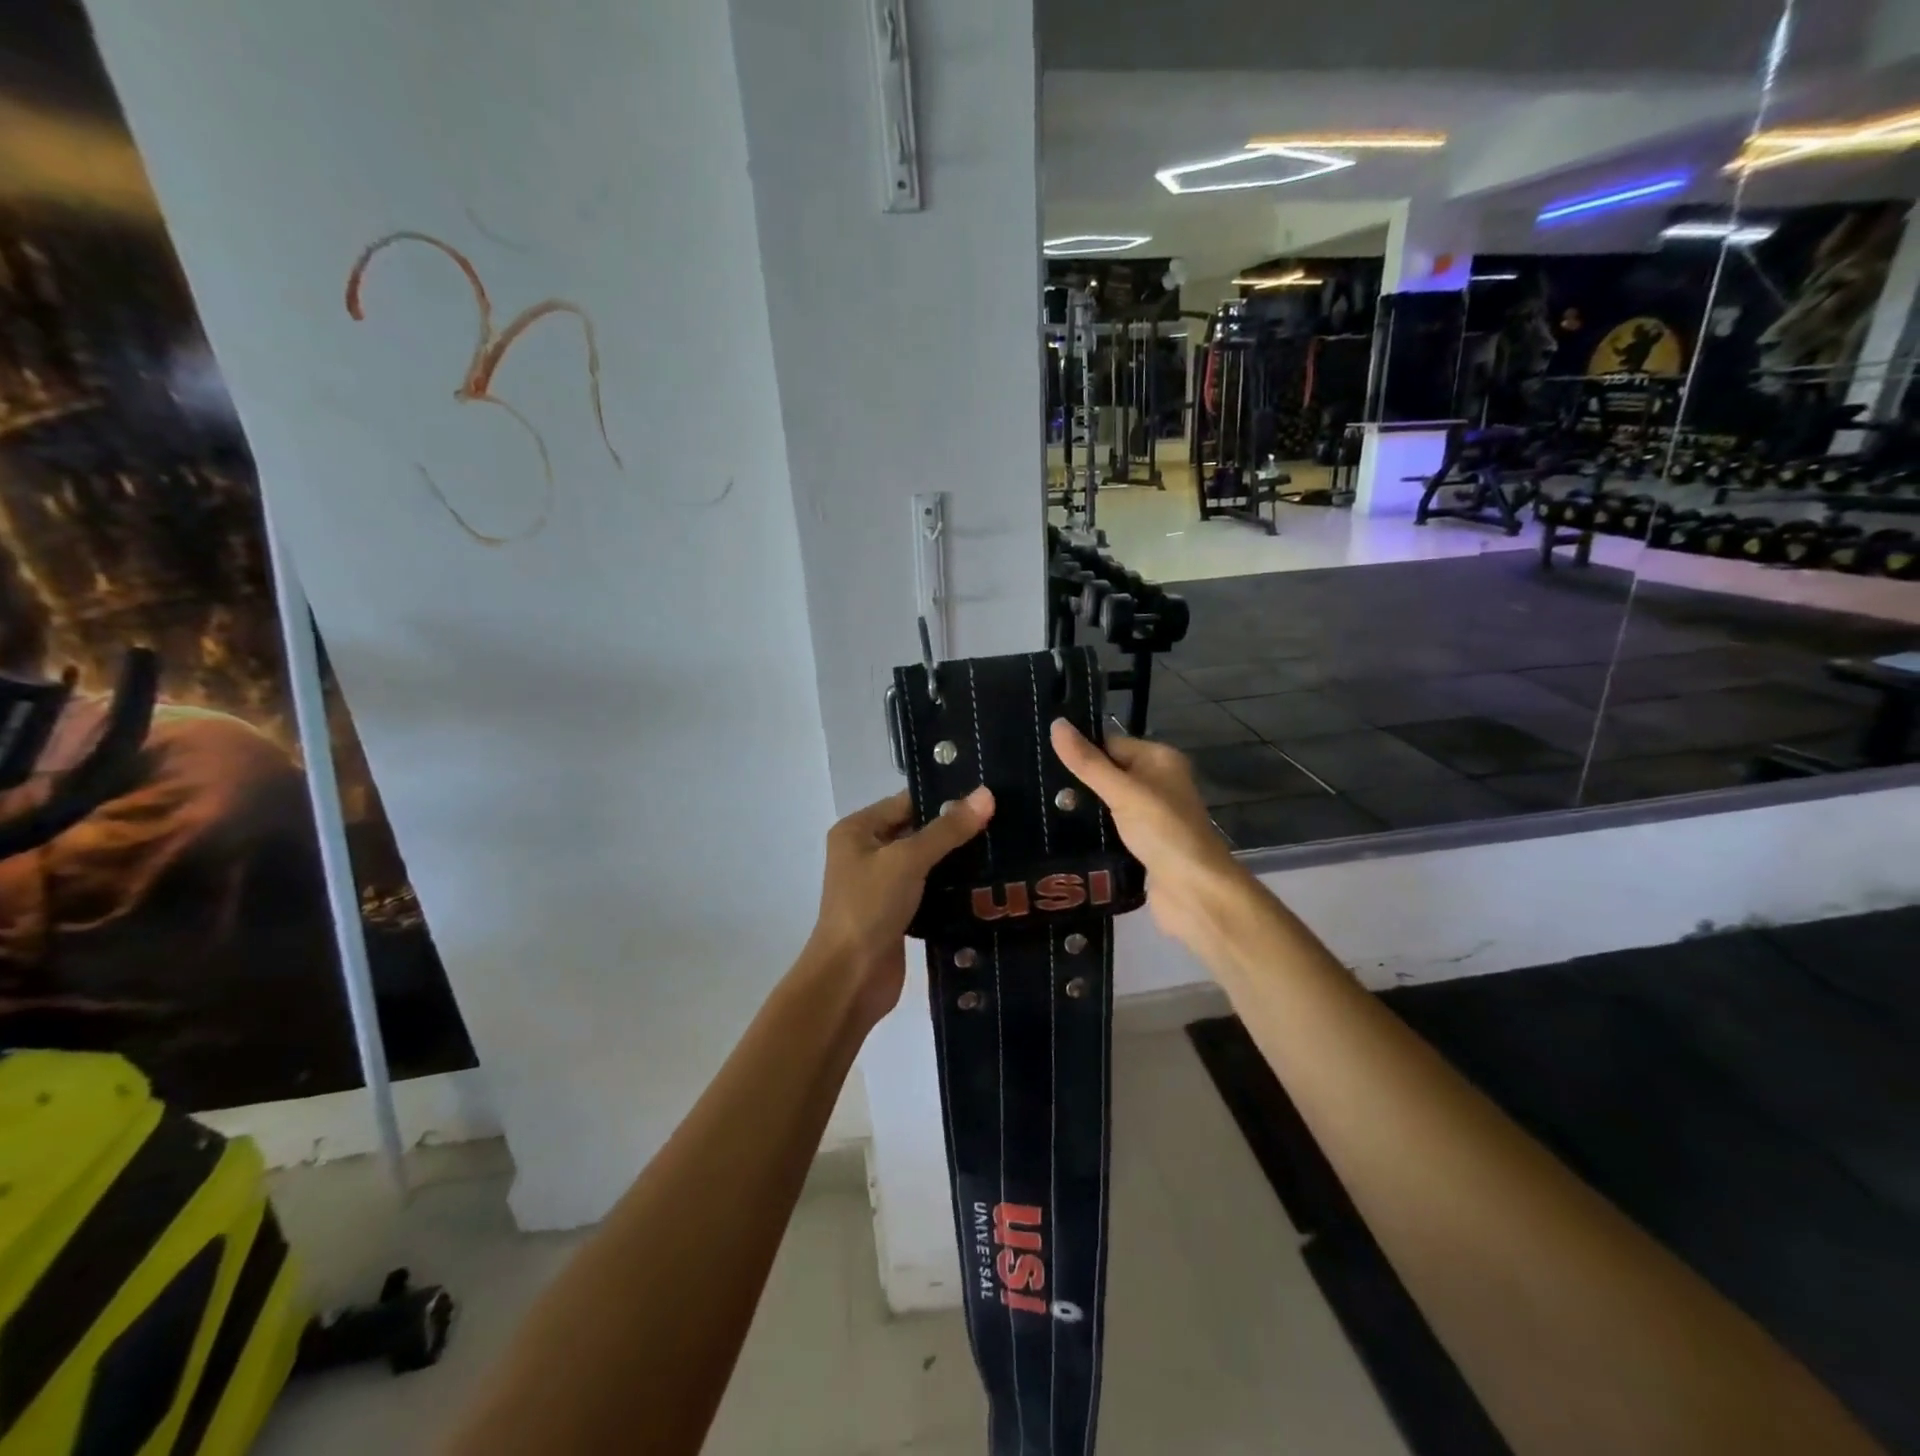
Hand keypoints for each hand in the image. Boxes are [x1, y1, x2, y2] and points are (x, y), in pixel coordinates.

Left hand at [804, 786, 994, 1025]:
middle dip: (955, 830)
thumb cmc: (870, 907)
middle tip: (1003, 823)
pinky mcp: (896, 913)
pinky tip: (986, 884)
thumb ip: (948, 829)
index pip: (907, 802)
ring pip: (926, 862)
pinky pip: (928, 890)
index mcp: (858, 830)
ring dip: (957, 861)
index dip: (945, 798)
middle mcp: (866, 852)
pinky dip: (951, 888)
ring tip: (1003, 850)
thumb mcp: (908, 860)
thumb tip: (986, 794)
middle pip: (917, 831)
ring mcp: (881, 885)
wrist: (850, 980)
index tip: (989, 796)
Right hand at [1049, 720, 1245, 946]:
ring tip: (1037, 811)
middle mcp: (1157, 783)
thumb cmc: (1163, 831)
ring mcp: (1150, 816)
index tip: (1041, 758)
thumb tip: (1055, 724)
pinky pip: (1108, 830)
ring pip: (1105, 804)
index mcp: (1159, 760)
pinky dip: (1090, 833)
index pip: (1110, 743)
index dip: (1080, 750)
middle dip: (1076, 782)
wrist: (1195, 893)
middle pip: (1107, 773)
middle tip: (1034, 788)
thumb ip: (1088, 762)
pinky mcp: (1141, 845)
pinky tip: (1060, 836)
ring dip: (1081, 810)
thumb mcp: (1122, 791)